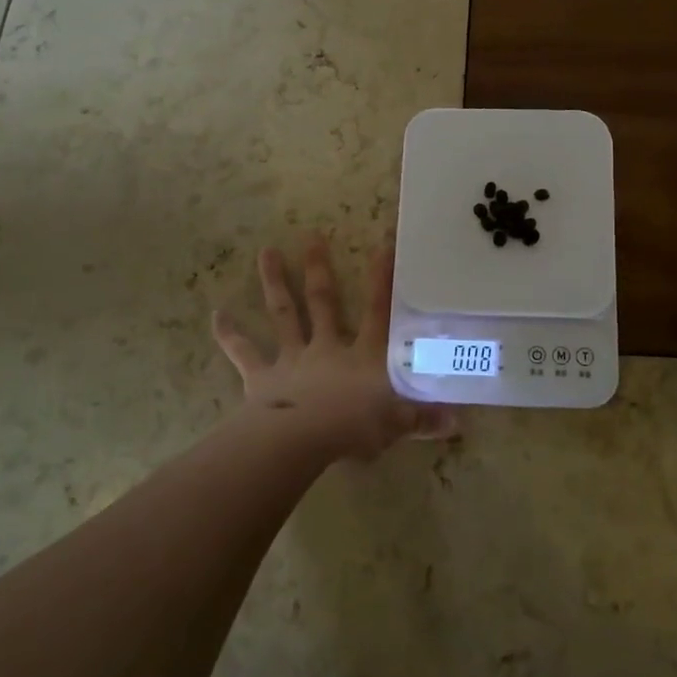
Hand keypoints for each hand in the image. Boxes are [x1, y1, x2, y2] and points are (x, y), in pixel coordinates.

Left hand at [212, 237, 451, 461]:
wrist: (299, 442)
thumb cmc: (352, 429)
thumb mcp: (396, 425)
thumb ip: (424, 420)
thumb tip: (459, 422)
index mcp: (363, 356)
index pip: (378, 312)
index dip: (383, 279)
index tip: (384, 243)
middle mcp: (327, 348)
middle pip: (324, 302)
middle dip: (319, 269)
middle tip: (312, 235)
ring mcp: (292, 359)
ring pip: (284, 314)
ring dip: (275, 282)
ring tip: (267, 252)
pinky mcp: (262, 378)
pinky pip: (244, 353)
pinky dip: (230, 335)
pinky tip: (216, 314)